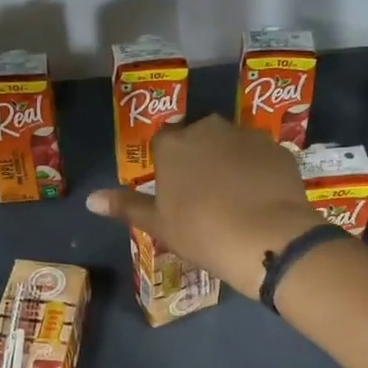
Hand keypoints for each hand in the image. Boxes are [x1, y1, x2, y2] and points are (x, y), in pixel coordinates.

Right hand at [85, 116, 318, 293]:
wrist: (266, 238)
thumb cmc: (202, 233)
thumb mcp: (159, 224)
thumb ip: (126, 206)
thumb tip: (90, 200)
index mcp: (173, 145)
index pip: (163, 144)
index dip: (169, 167)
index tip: (176, 193)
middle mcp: (208, 128)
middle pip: (198, 138)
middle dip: (200, 159)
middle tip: (205, 196)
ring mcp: (246, 135)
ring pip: (231, 144)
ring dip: (229, 162)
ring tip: (236, 198)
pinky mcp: (277, 148)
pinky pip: (259, 155)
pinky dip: (257, 170)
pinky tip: (261, 198)